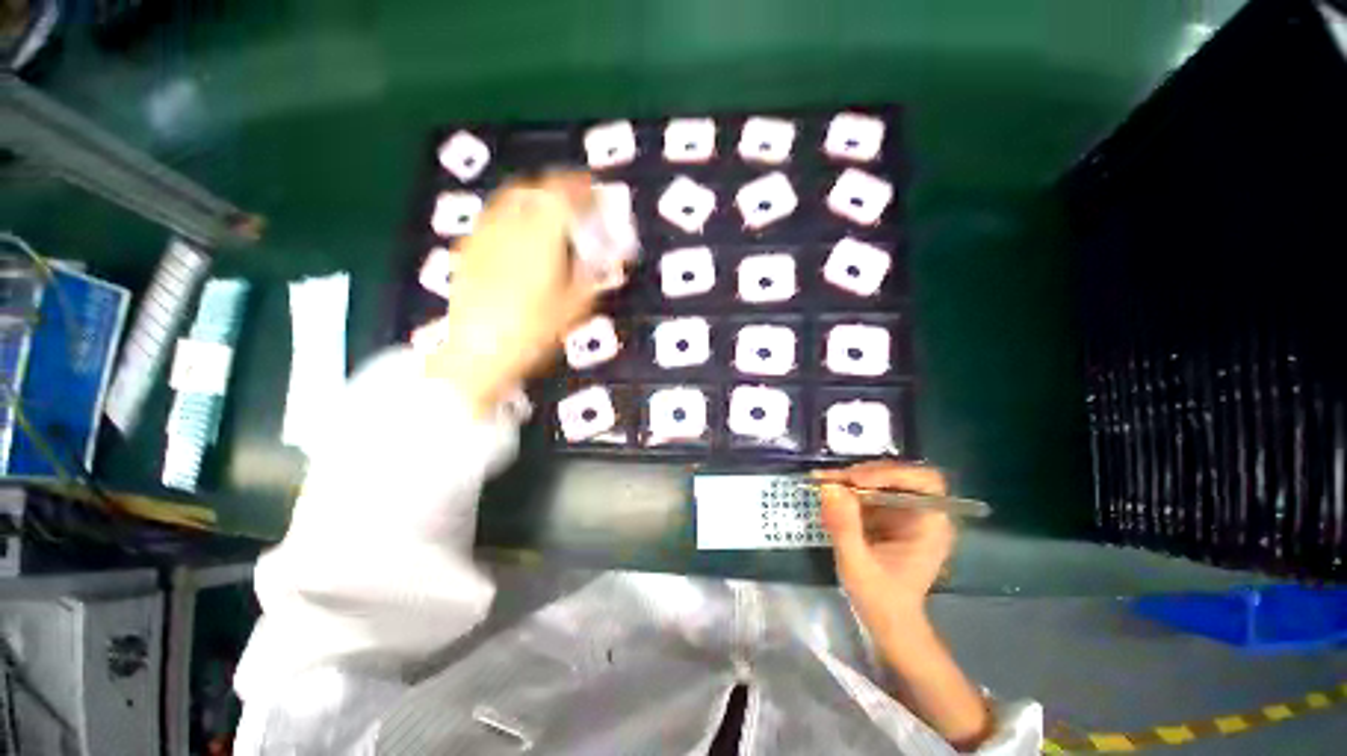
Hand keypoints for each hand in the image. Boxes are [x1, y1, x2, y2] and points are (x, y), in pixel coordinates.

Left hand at [424, 173, 601, 413]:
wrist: (479, 351)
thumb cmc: (532, 331)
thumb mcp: (574, 308)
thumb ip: (593, 278)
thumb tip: (609, 260)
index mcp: (541, 238)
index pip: (562, 194)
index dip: (580, 187)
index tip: (594, 190)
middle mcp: (511, 226)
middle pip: (534, 187)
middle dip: (557, 186)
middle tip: (573, 198)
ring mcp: (485, 234)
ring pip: (510, 197)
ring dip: (533, 194)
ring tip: (547, 208)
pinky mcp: (469, 248)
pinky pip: (493, 215)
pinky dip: (512, 211)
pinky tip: (517, 230)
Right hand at [815, 461, 954, 632]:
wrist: (887, 622)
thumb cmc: (880, 599)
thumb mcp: (857, 564)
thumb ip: (844, 526)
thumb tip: (830, 486)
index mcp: (931, 525)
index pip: (925, 482)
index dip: (892, 473)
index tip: (856, 480)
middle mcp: (923, 513)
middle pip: (900, 475)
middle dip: (866, 473)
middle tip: (833, 479)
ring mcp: (906, 512)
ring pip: (882, 479)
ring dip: (853, 478)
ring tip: (825, 482)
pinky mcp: (889, 514)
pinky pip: (870, 490)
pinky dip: (848, 488)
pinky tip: (829, 490)